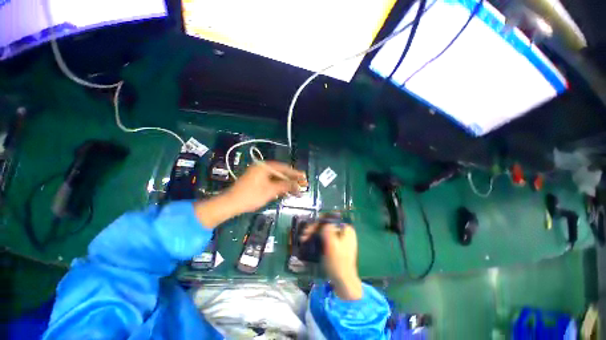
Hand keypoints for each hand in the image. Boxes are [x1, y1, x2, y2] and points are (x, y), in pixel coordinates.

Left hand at [225, 161, 306, 213]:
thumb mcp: (270, 191)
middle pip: (280, 173)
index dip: (295, 173)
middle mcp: (262, 168)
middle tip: (302, 184)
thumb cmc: (251, 196)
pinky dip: (278, 186)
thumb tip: (298, 185)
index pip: (283, 168)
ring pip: (276, 178)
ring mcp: (259, 174)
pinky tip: (286, 191)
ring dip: (285, 184)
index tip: (304, 177)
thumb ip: (285, 186)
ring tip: (296, 189)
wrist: (230, 204)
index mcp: (264, 166)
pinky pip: (271, 182)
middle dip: (291, 179)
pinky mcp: (256, 181)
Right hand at [301, 223, 361, 299]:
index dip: (317, 223)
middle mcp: (344, 231)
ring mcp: (340, 239)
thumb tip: (323, 223)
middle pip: (326, 225)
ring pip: (324, 231)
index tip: (308, 230)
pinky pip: (325, 238)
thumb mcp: (332, 245)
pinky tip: (309, 242)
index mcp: (346, 229)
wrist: (344, 282)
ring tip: (303, 239)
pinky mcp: (336, 246)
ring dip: (313, 234)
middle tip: (303, 235)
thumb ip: (328, 230)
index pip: (329, 219)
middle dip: (314, 229)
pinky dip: (317, 239)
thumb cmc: (338, 263)